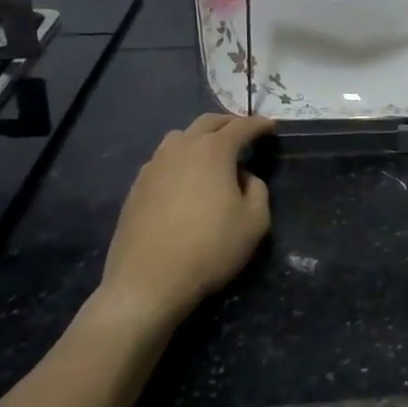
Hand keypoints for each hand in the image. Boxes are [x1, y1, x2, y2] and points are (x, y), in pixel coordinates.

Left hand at [93, 113, 277, 325]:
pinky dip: (179, 159)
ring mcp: (154, 166)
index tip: (271, 126)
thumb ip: (258, 190)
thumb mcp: (255, 222)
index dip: (259, 124)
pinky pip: (162, 160)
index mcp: (213, 151)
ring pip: (179, 137)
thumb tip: (244, 177)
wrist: (147, 283)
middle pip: (207, 123)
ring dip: (199, 138)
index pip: (241, 126)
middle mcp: (181, 149)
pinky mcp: (136, 187)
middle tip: (243, 132)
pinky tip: (184, 179)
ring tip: (211, 153)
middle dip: (228, 123)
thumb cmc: (209, 249)